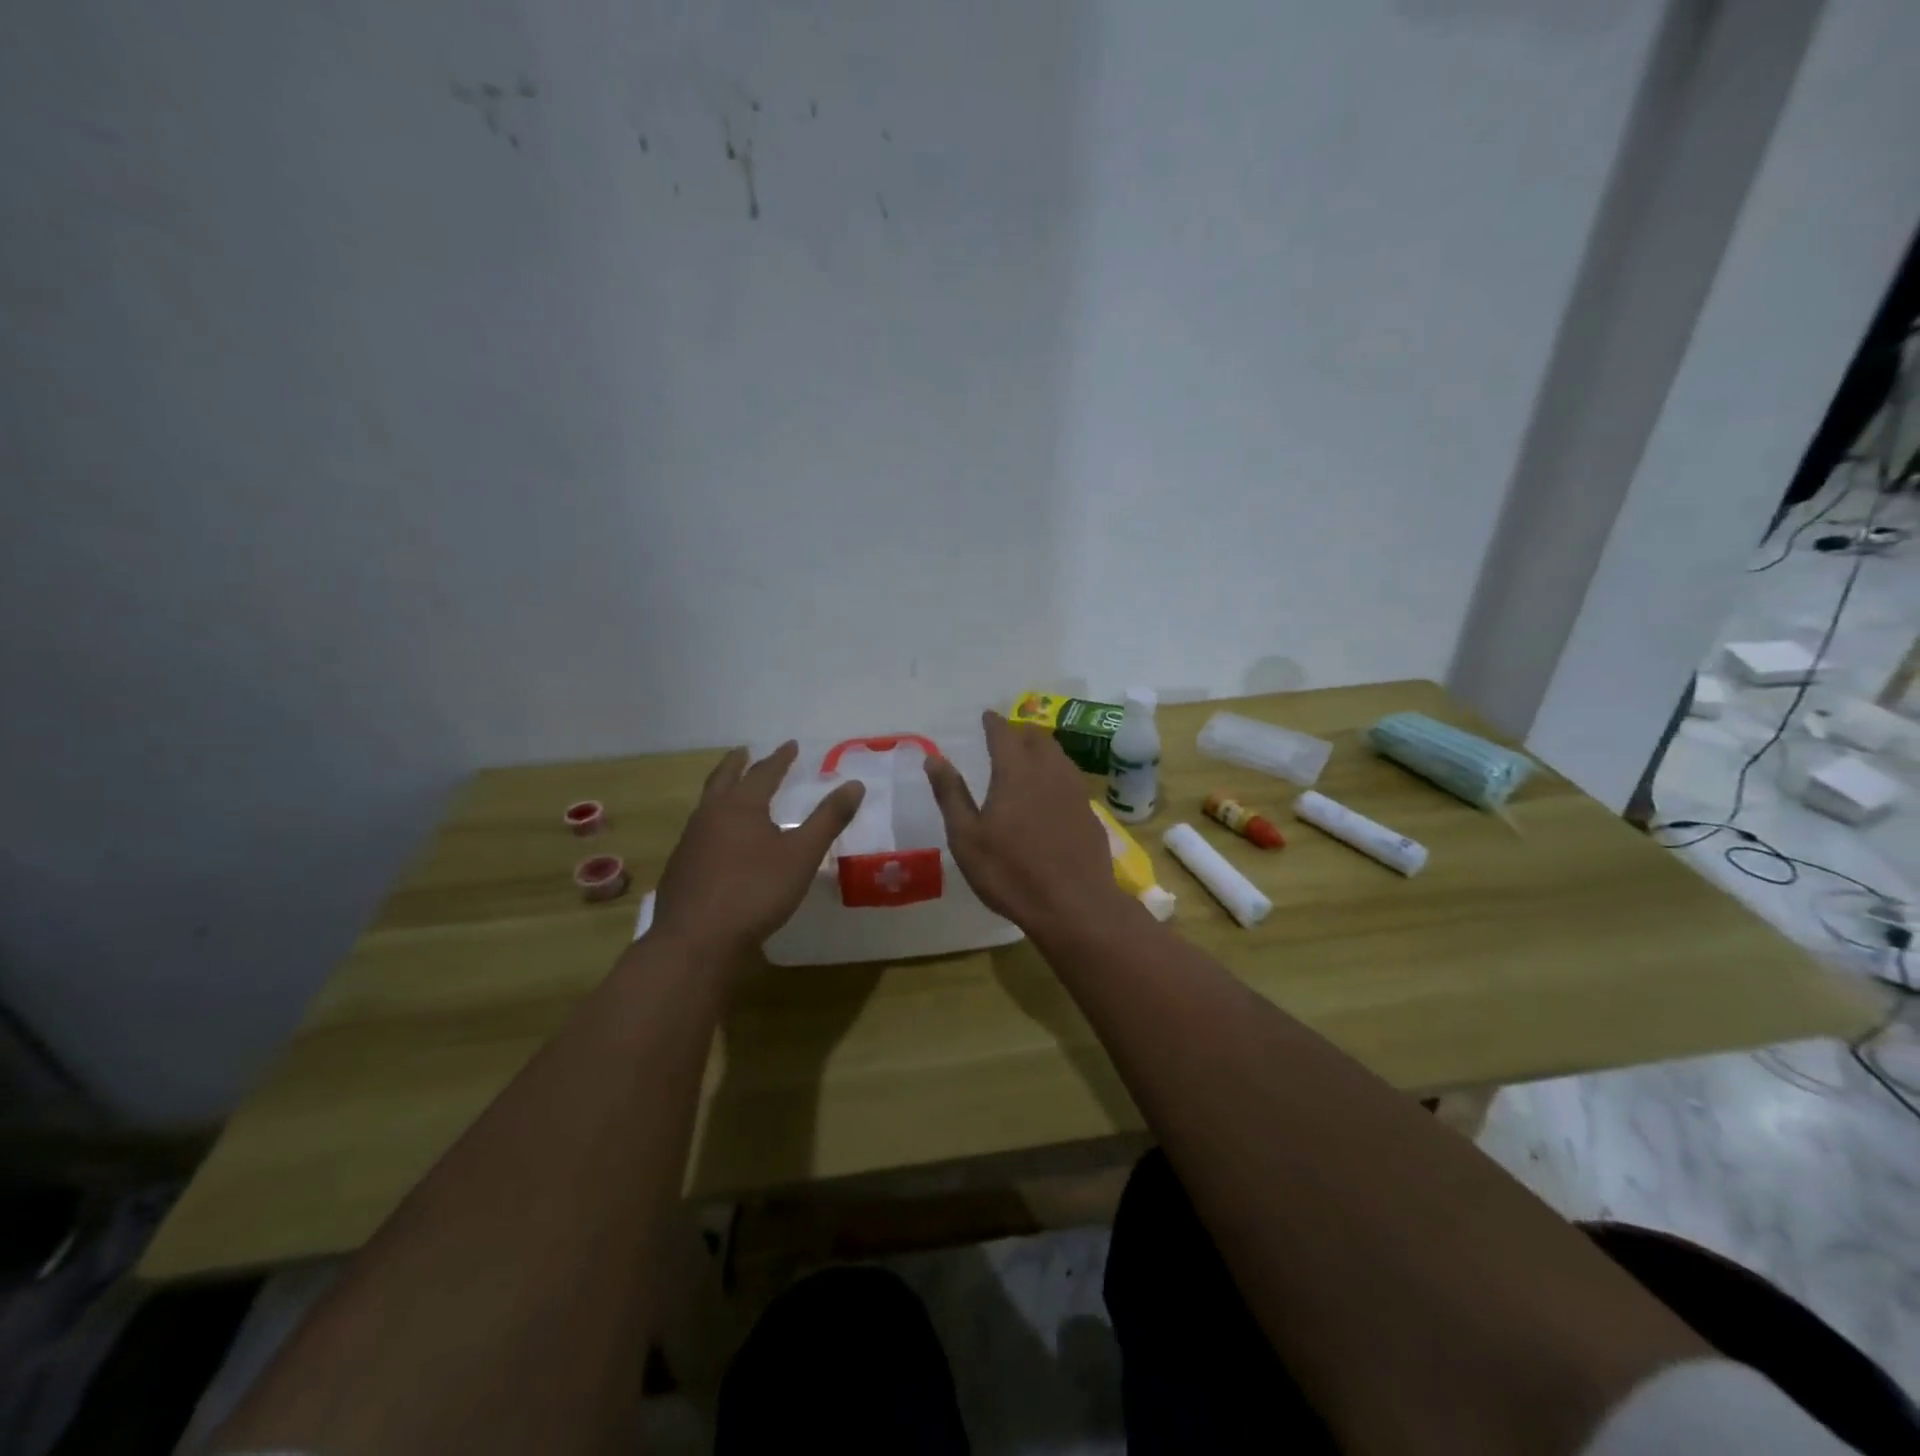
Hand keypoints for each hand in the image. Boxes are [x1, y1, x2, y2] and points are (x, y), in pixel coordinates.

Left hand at [652, 742, 865, 963]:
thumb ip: (828, 819)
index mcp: (740, 806)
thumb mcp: (802, 855)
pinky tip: (719, 840)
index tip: (790, 745)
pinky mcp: (681, 868)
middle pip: (723, 779)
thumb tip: (855, 784)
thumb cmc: (755, 891)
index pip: (763, 772)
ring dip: (721, 791)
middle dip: (737, 763)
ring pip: (707, 805)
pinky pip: (699, 832)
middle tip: (744, 751)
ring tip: (732, 790)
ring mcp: (690, 842)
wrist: (696, 940)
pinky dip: (713, 822)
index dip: (780, 758)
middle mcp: (710, 816)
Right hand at [925, 710, 1124, 931]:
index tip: (987, 716)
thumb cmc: (1010, 872)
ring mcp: (1075, 791)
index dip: (993, 723)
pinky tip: (1052, 791)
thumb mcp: (967, 837)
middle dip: (1020, 732)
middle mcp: (1049, 772)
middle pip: (1036, 738)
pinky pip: (1071, 779)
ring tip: (1029, 757)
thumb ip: (950, 794)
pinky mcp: (1090, 813)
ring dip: (1042, 749)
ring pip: (1058, 755)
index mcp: (1015, 772)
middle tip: (1007, 735)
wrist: (1074, 905)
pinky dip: (1057, 773)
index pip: (1003, 734)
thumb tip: (933, 758)